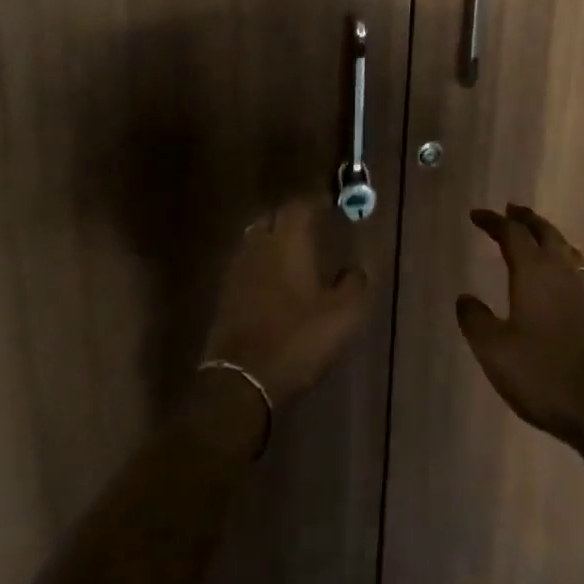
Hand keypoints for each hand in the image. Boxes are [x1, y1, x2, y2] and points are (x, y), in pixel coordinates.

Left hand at [201, 199, 371, 409]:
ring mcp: (238, 269)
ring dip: (276, 239)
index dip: (316, 202)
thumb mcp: (342, 316)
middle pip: (274, 218)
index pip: (299, 205)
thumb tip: (357, 268)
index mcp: (288, 241)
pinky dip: (263, 263)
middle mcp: (259, 246)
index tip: (332, 205)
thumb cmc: (296, 340)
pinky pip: (247, 263)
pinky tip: (277, 281)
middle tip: (315, 226)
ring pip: (257, 239)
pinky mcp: (226, 294)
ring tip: (297, 251)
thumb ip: (355, 284)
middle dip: (294, 217)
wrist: (241, 382)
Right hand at [457, 204, 583, 453]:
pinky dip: (564, 258)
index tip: (476, 215)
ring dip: (547, 235)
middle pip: (544, 231)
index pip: (512, 233)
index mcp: (534, 272)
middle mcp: (561, 270)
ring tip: (536, 235)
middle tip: (510, 210)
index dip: (493, 221)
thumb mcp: (494, 351)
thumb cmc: (541, 373)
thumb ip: (475, 320)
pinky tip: (562, 274)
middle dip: (525, 219)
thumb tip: (465, 298)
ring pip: (565, 247)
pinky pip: (579, 268)